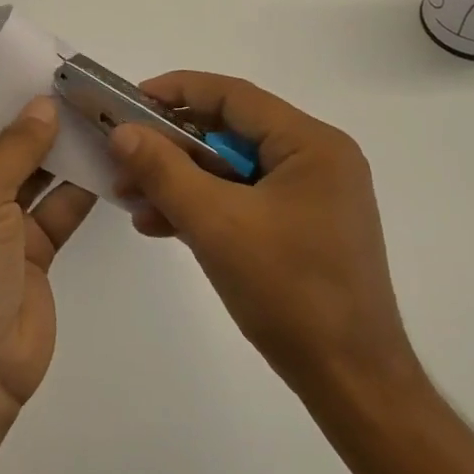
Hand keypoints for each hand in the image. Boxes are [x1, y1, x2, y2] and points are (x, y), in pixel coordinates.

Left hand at [0, 97, 96, 416]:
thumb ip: (15, 146)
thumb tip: (43, 105)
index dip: (8, 107)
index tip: (51, 84)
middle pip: (2, 153)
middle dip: (40, 130)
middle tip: (87, 99)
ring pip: (32, 183)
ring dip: (63, 158)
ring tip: (103, 124)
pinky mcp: (27, 260)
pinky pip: (54, 215)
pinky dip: (78, 193)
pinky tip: (108, 166)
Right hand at [108, 72, 415, 395]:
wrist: (350, 382)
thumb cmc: (289, 292)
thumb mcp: (216, 224)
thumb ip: (164, 171)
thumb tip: (122, 132)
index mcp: (311, 144)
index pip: (234, 96)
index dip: (176, 91)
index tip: (128, 102)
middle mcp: (317, 159)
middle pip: (231, 132)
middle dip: (171, 147)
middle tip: (123, 158)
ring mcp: (313, 196)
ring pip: (233, 170)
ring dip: (181, 181)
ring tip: (132, 200)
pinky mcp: (304, 228)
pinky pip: (245, 200)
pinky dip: (205, 208)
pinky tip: (161, 224)